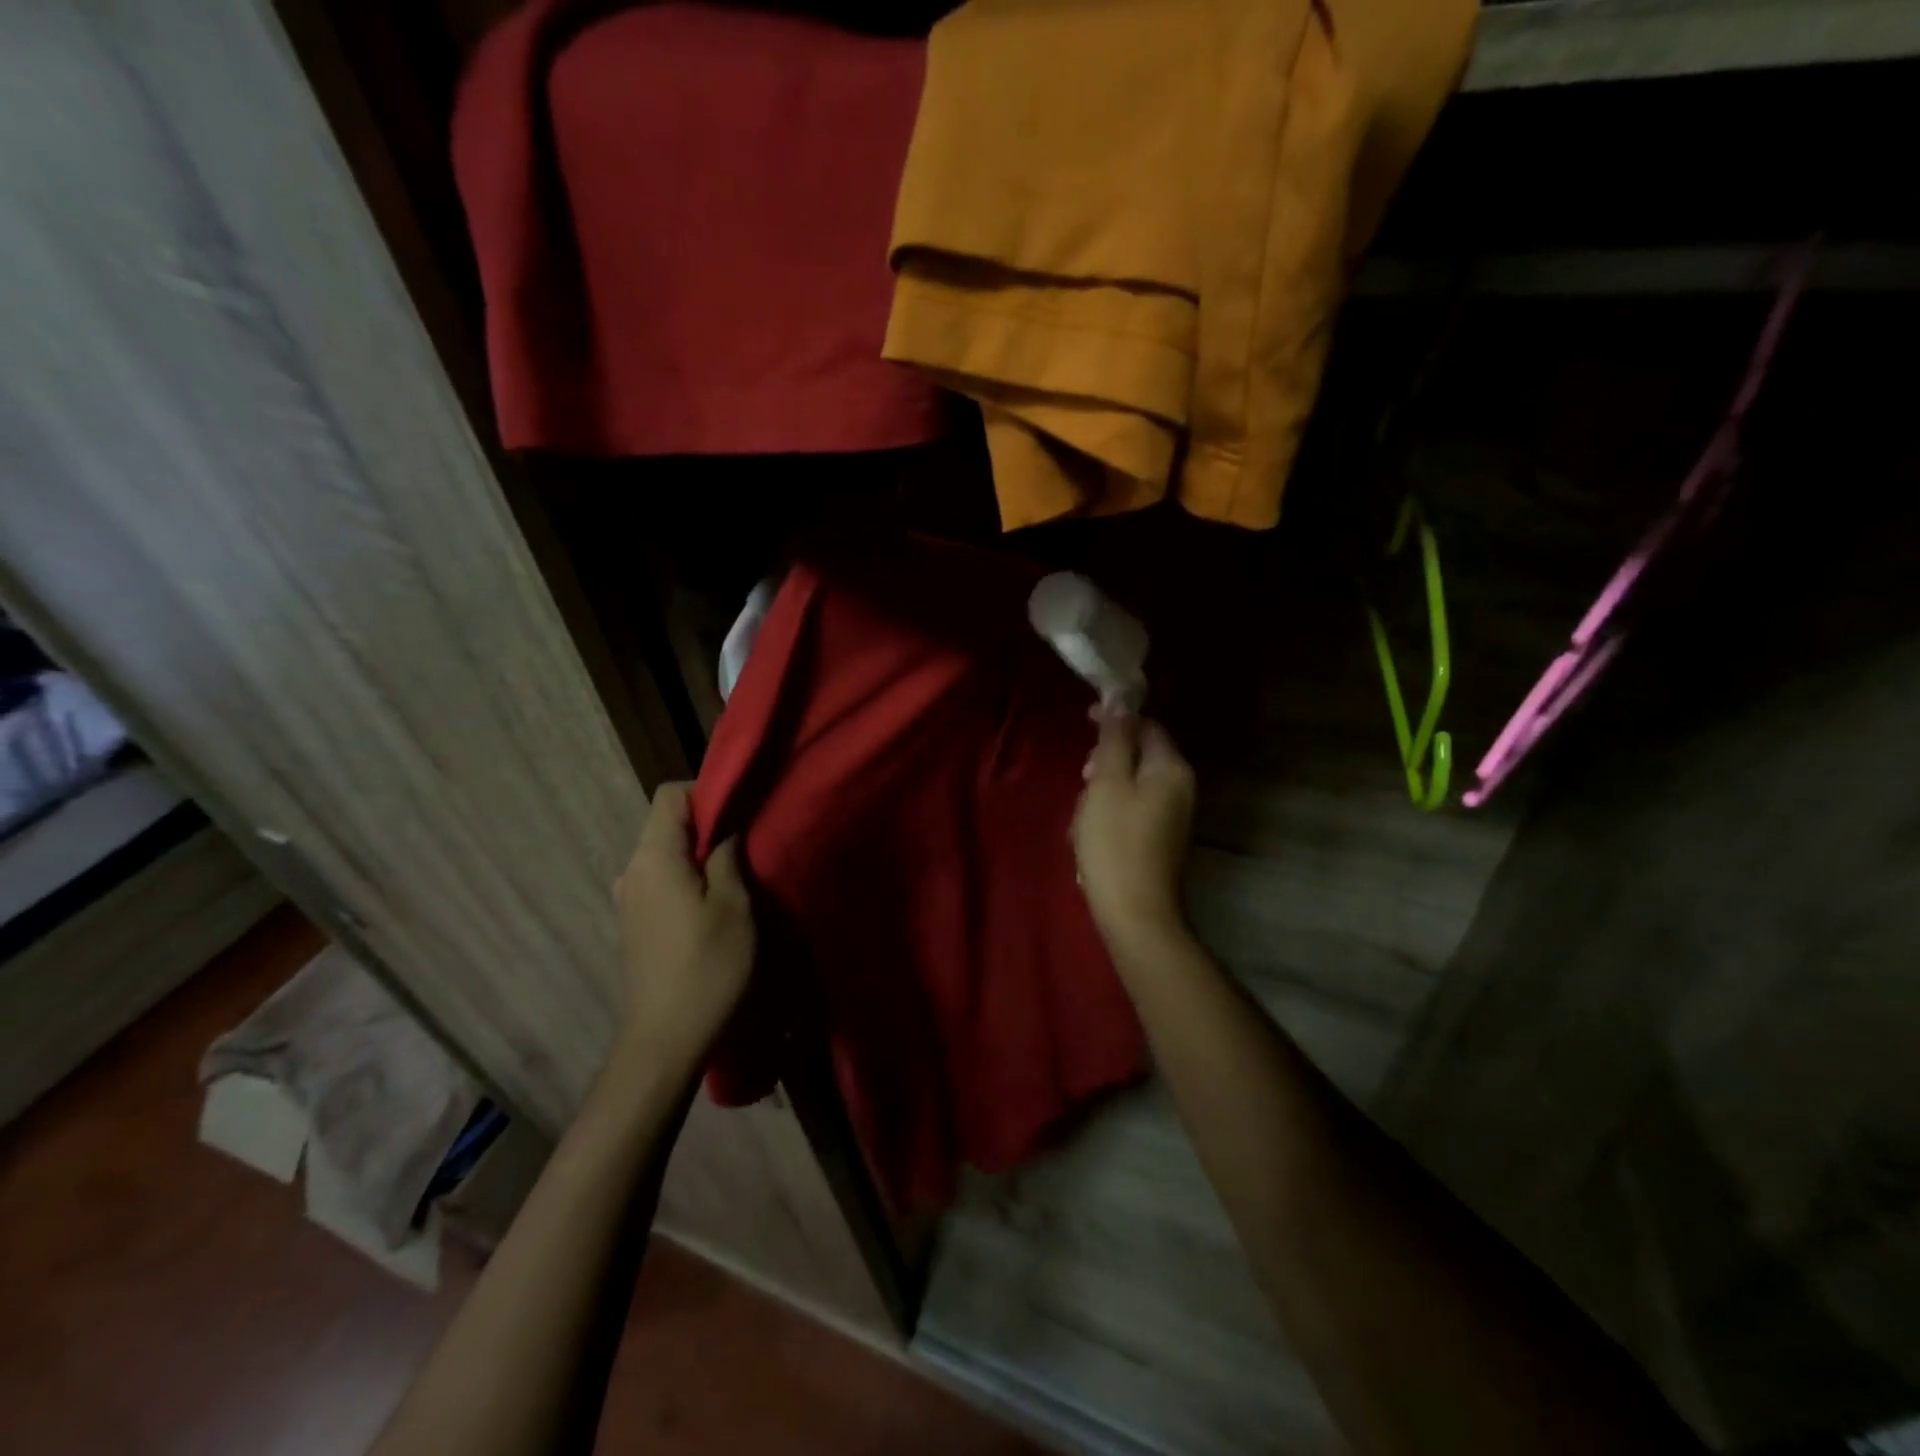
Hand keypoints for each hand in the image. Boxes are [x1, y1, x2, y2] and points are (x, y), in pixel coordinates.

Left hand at [612, 782, 754, 1071]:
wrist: (666, 1038)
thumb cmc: (708, 966)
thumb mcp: (734, 905)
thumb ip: (729, 856)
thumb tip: (727, 830)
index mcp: (653, 857)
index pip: (670, 795)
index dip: (706, 793)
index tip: (740, 814)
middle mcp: (632, 870)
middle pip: (666, 824)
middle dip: (707, 827)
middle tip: (746, 849)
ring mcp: (628, 898)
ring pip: (665, 854)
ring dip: (698, 856)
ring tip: (733, 880)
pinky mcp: (633, 923)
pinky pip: (660, 880)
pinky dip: (685, 879)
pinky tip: (710, 908)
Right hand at [1072, 714, 1195, 954]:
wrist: (1133, 911)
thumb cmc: (1114, 842)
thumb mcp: (1107, 783)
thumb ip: (1114, 740)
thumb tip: (1120, 701)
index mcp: (1171, 769)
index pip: (1147, 726)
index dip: (1116, 719)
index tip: (1083, 720)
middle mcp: (1180, 788)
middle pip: (1140, 756)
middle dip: (1106, 761)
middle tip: (1081, 777)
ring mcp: (1172, 816)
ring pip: (1131, 785)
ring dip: (1102, 790)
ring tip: (1081, 814)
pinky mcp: (1159, 839)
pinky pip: (1132, 810)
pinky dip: (1109, 812)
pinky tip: (1089, 834)